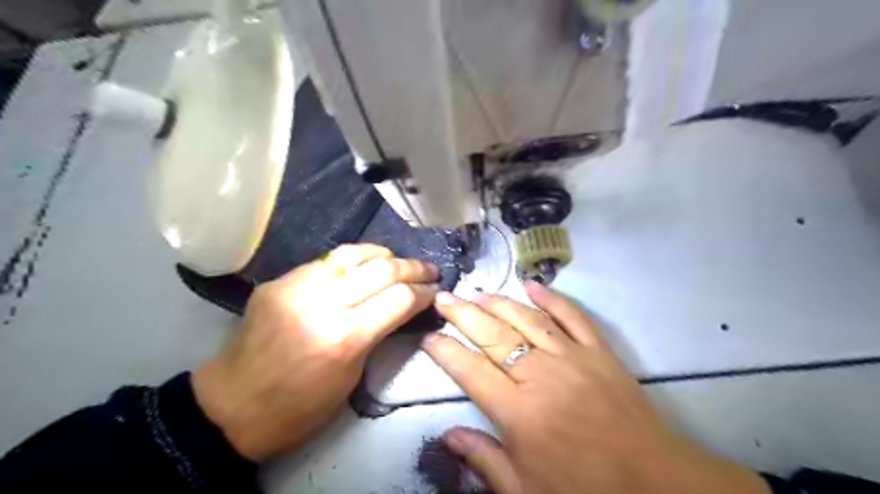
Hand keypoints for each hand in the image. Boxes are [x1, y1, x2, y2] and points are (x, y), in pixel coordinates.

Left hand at [193, 246, 439, 460]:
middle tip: (430, 270)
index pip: (399, 299)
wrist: (230, 408)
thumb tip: (399, 308)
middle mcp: (323, 304)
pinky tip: (364, 264)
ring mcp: (297, 287)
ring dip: (385, 254)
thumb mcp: (351, 378)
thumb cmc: (299, 408)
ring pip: (353, 254)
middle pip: (382, 270)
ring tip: (400, 260)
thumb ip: (376, 335)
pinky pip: (326, 260)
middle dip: (414, 268)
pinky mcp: (279, 281)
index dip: (424, 292)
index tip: (436, 291)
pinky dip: (353, 259)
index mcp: (345, 338)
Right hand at [424, 283, 770, 493]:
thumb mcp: (526, 490)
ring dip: (499, 302)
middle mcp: (540, 375)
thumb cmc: (585, 489)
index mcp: (519, 412)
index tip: (428, 337)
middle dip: (463, 314)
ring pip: (527, 319)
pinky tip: (532, 285)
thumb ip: (484, 460)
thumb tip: (447, 436)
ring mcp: (572, 357)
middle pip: (493, 335)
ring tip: (477, 292)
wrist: (655, 482)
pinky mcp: (599, 351)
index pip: (469, 370)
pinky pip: (572, 316)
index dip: (445, 351)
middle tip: (443, 298)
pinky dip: (552, 298)